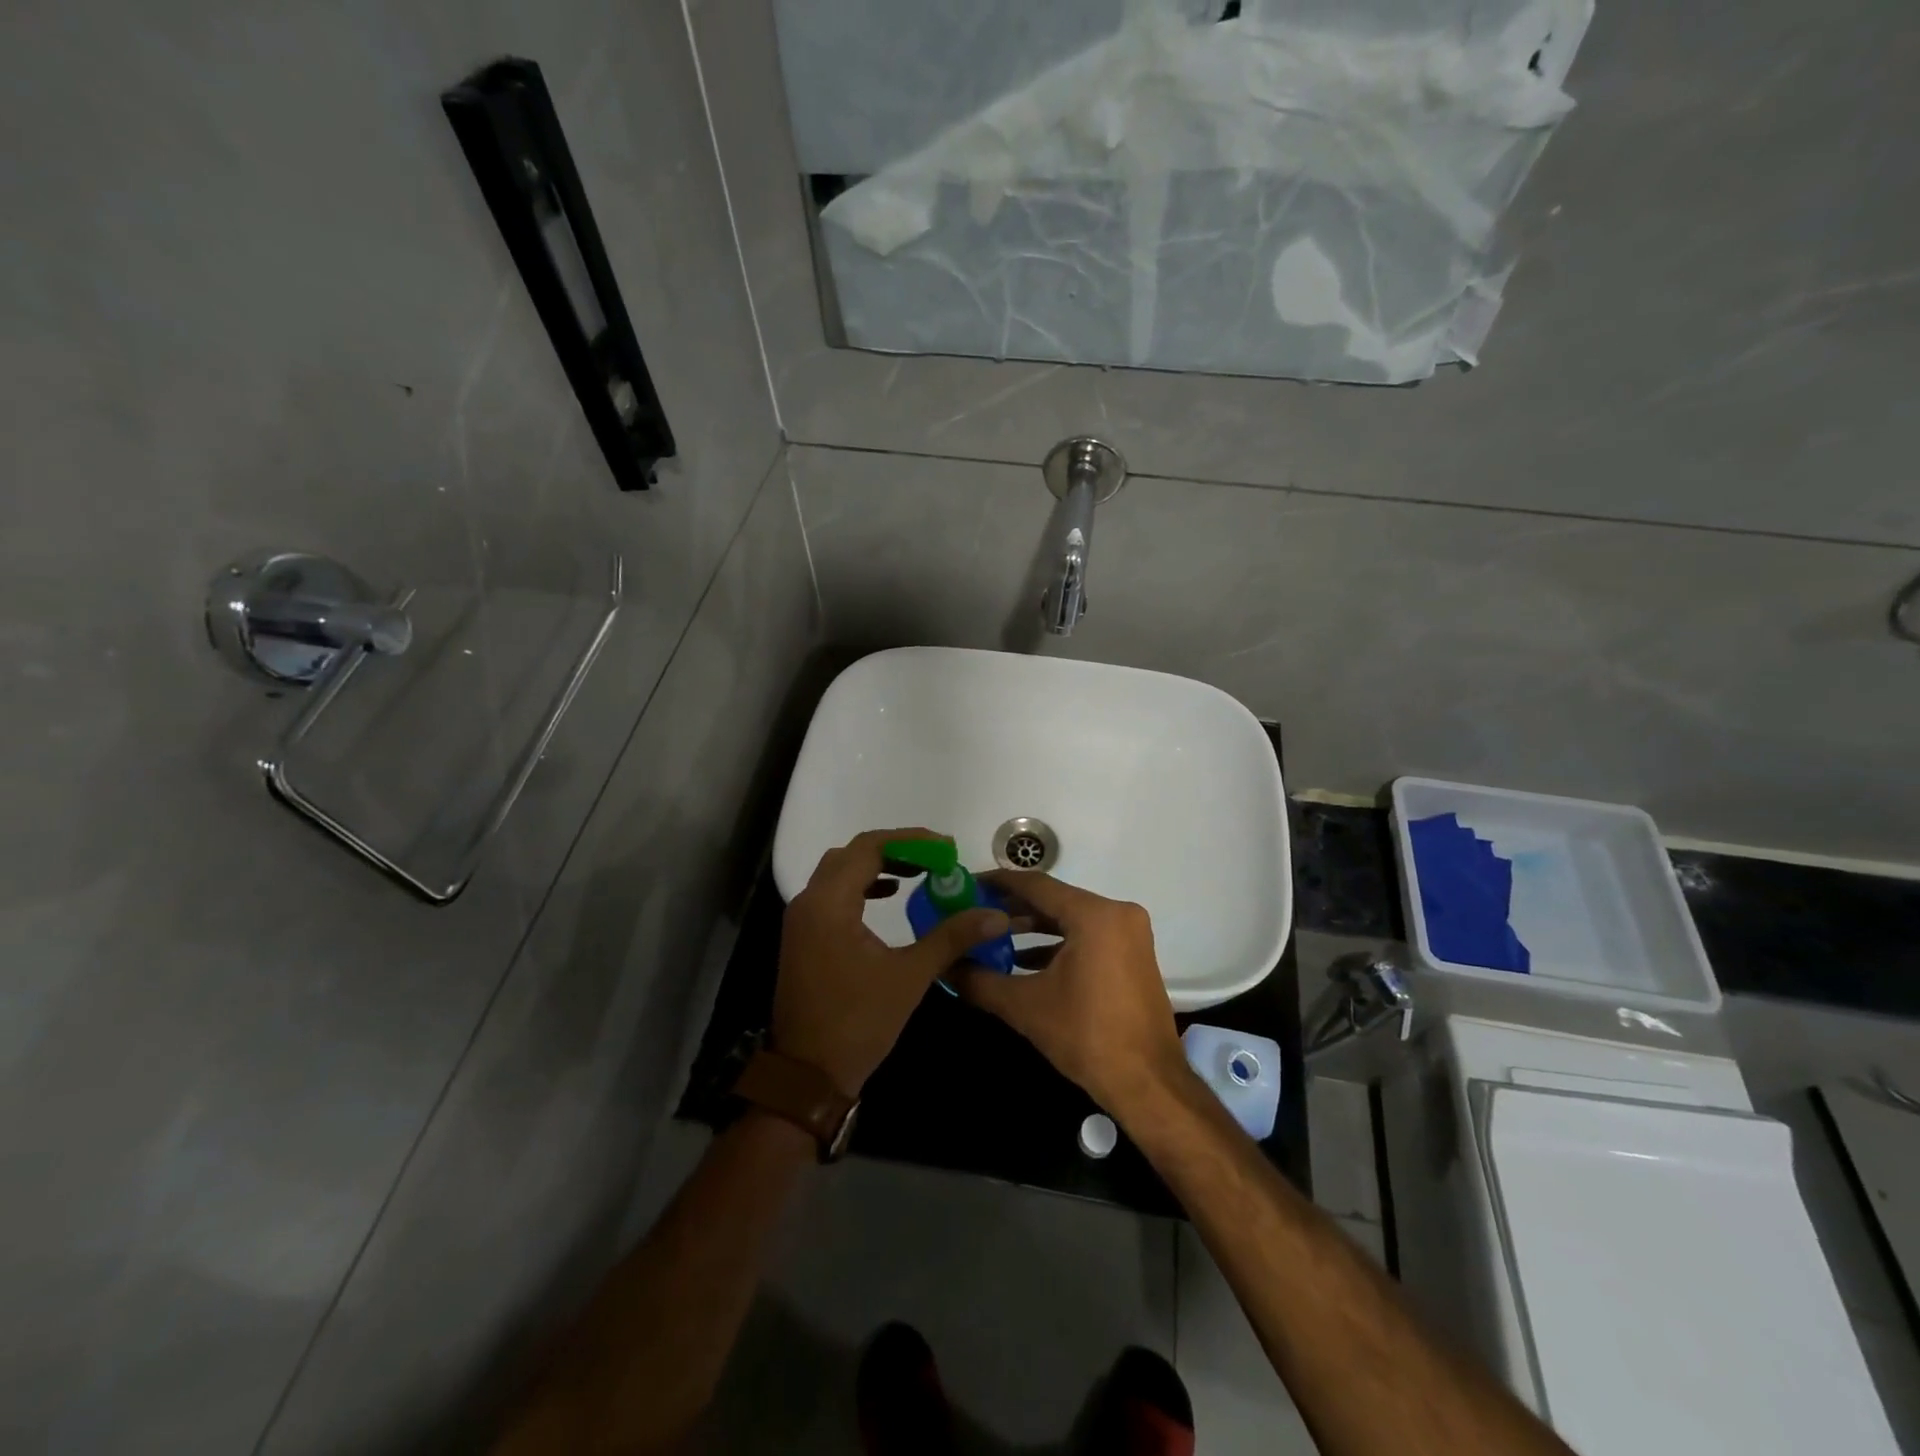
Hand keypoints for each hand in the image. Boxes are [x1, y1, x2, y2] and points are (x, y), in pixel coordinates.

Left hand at [775, 829, 1009, 1097]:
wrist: (807, 1075)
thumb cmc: (858, 1022)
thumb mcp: (910, 976)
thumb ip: (951, 938)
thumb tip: (995, 915)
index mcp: (830, 904)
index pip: (869, 848)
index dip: (910, 841)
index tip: (947, 849)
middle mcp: (810, 902)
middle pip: (853, 854)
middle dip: (896, 849)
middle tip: (936, 858)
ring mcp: (802, 919)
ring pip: (840, 871)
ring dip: (878, 865)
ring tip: (919, 872)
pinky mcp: (804, 936)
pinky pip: (833, 893)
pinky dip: (862, 885)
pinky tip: (888, 896)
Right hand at [955, 872, 1190, 1122]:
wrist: (1147, 1084)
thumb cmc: (1086, 1037)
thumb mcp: (1025, 1006)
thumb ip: (979, 980)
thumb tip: (944, 966)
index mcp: (1094, 915)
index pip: (1036, 885)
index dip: (998, 883)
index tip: (967, 885)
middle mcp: (1116, 913)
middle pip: (1054, 899)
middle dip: (1011, 907)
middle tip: (972, 911)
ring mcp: (1128, 934)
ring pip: (1070, 918)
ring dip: (1032, 927)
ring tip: (990, 935)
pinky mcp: (1131, 954)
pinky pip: (1086, 936)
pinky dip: (1056, 944)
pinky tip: (1022, 959)